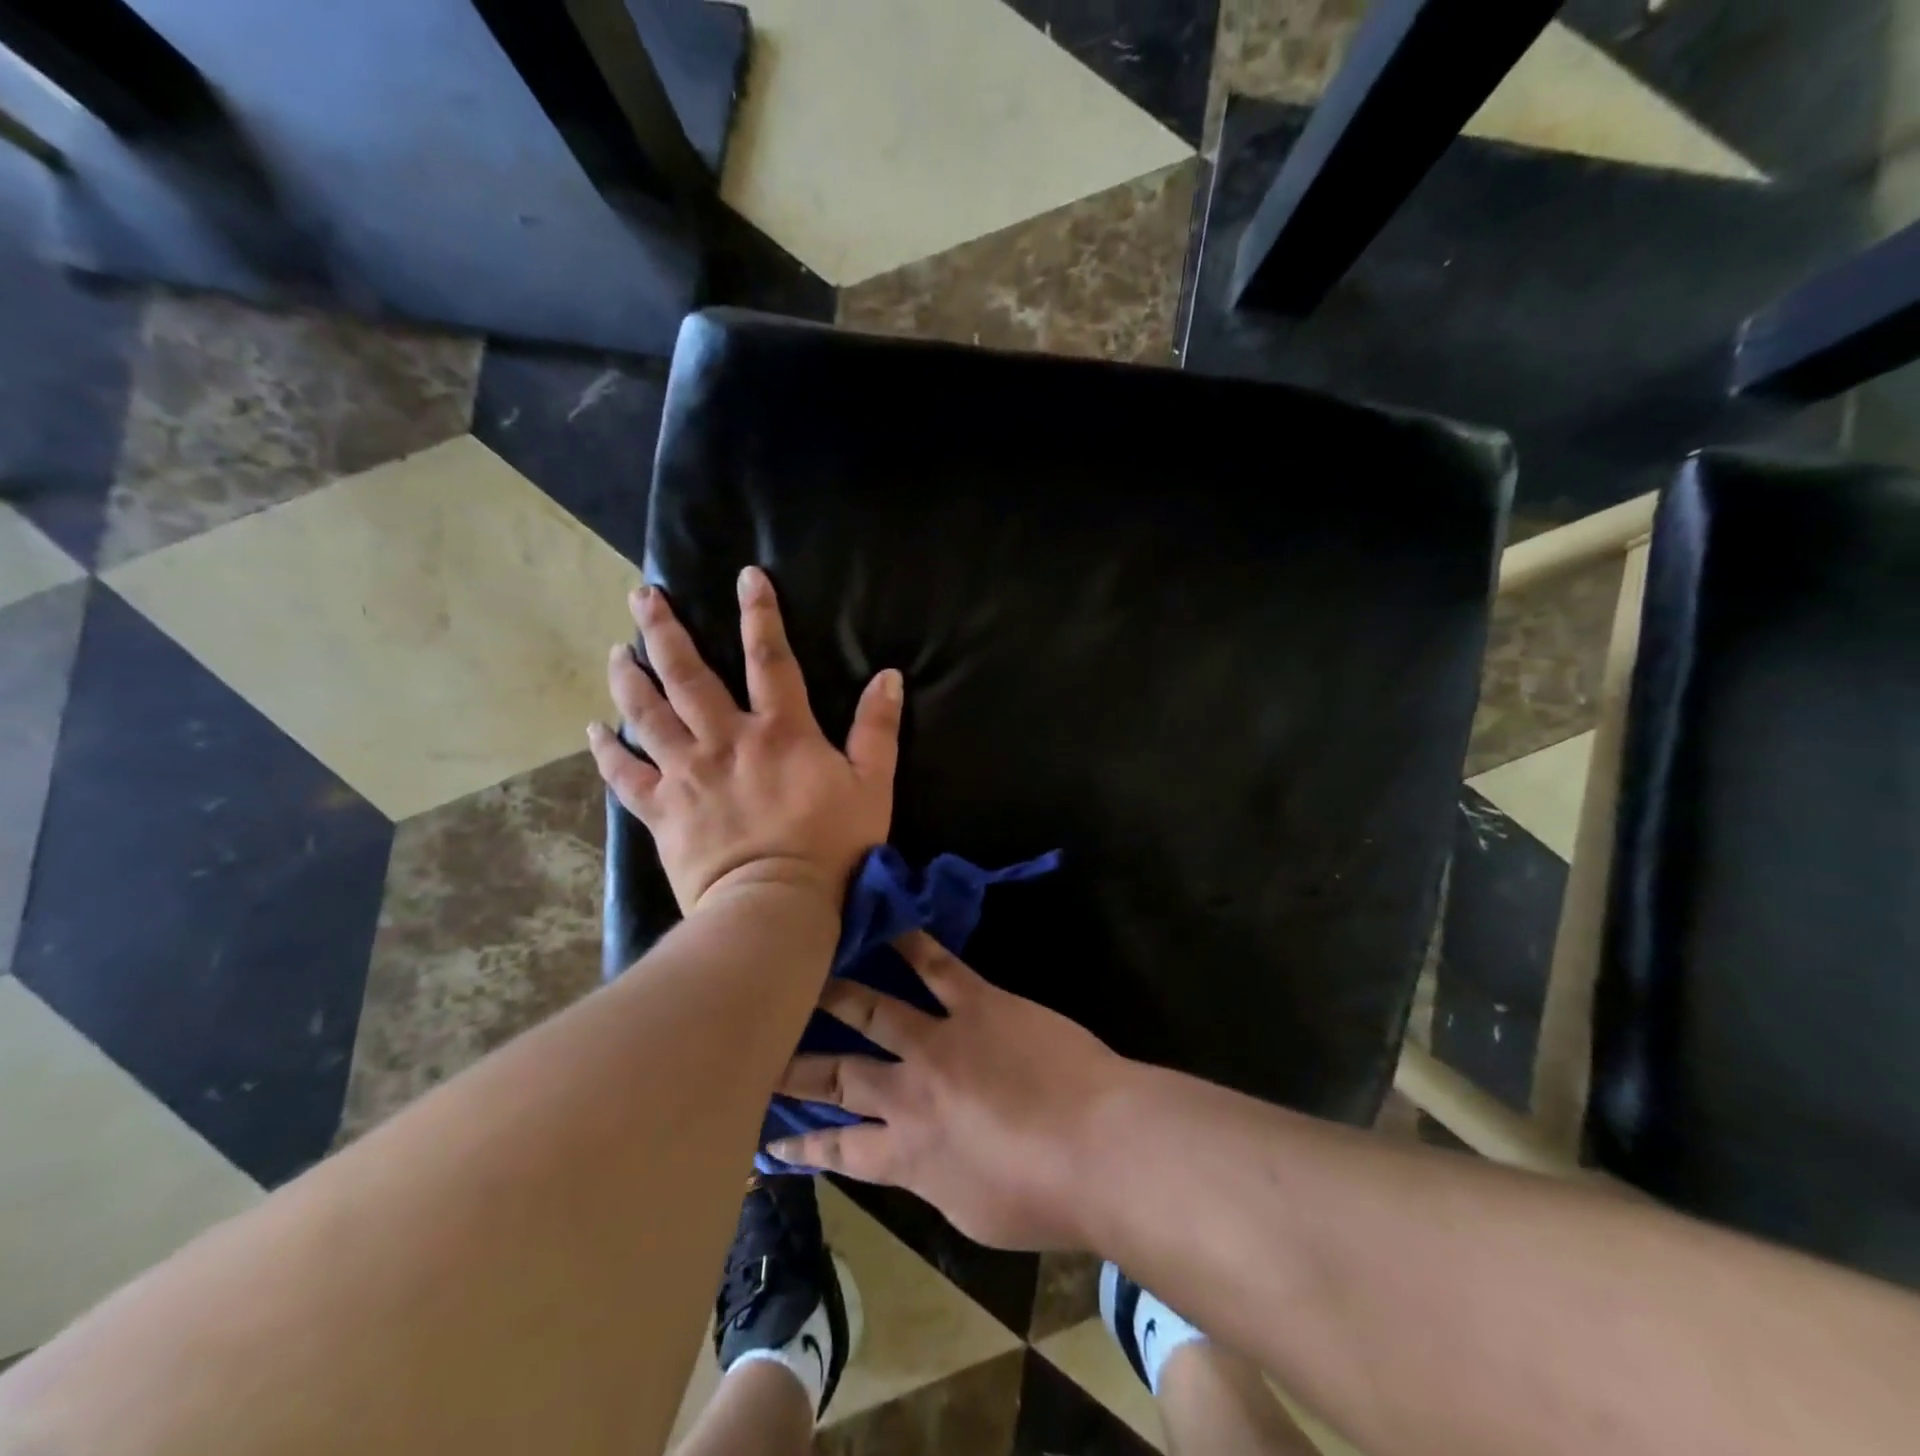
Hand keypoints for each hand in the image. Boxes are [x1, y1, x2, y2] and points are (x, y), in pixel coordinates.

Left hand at [587, 567, 902, 914]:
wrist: (777, 905)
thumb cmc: (833, 846)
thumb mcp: (872, 785)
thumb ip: (878, 729)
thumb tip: (888, 676)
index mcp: (780, 731)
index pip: (770, 658)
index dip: (760, 613)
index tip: (747, 575)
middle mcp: (725, 740)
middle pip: (687, 674)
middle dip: (664, 631)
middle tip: (643, 596)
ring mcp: (687, 774)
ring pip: (648, 714)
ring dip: (629, 678)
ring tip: (616, 650)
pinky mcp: (662, 810)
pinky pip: (625, 775)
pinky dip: (608, 751)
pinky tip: (595, 729)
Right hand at [767, 931, 1125, 1250]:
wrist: (1100, 1148)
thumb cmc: (1044, 1199)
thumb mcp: (972, 1214)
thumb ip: (934, 1180)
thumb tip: (917, 1162)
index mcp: (907, 1155)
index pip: (838, 1149)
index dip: (801, 1144)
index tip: (769, 1135)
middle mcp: (908, 1094)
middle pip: (838, 1075)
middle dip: (795, 1063)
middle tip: (761, 1044)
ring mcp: (940, 1040)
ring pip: (874, 1009)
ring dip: (837, 992)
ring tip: (806, 973)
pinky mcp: (978, 1003)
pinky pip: (938, 966)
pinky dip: (911, 944)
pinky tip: (889, 923)